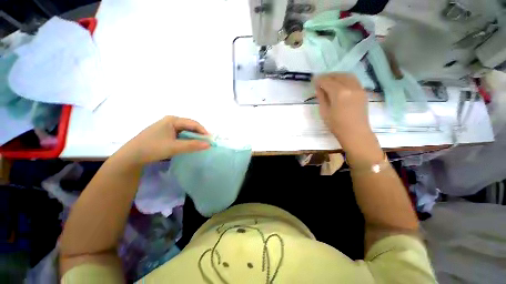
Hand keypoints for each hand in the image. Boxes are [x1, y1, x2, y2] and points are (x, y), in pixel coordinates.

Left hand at [122, 116, 209, 164]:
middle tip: (206, 142)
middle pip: (189, 126)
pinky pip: (180, 134)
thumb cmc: (152, 148)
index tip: (210, 140)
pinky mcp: (165, 134)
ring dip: (193, 137)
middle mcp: (170, 121)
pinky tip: (189, 144)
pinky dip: (187, 139)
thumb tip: (209, 145)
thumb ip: (192, 145)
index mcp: (172, 120)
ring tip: (200, 144)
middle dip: (199, 134)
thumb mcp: (174, 147)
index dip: (203, 131)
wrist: (131, 156)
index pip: (193, 123)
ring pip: (185, 130)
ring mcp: (167, 127)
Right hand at [314, 73, 372, 147]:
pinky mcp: (363, 92)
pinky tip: (340, 84)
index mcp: (339, 93)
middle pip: (337, 76)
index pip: (327, 81)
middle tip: (320, 80)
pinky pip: (353, 80)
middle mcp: (350, 87)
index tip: (313, 80)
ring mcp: (359, 88)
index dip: (319, 80)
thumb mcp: (324, 112)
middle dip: (327, 76)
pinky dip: (345, 79)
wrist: (355, 132)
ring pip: (347, 75)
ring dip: (337, 76)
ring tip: (330, 80)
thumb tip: (318, 88)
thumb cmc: (336, 125)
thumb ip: (321, 97)